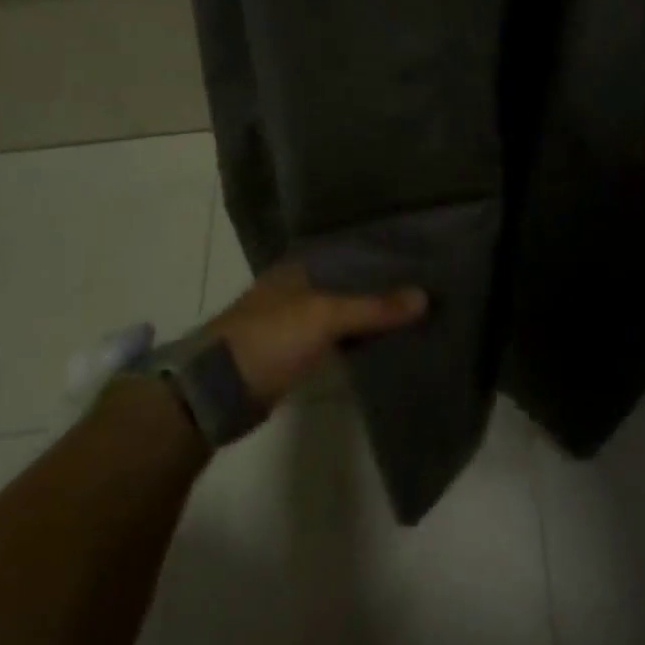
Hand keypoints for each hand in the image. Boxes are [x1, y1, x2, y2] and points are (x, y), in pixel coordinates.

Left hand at [202, 262, 427, 408]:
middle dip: (381, 287)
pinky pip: (337, 339)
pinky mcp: (294, 353)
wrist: (217, 391)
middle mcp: (297, 287)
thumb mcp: (325, 317)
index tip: (420, 259)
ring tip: (416, 313)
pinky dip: (358, 339)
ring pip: (344, 312)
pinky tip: (385, 341)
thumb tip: (425, 297)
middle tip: (427, 288)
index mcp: (299, 267)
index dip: (382, 256)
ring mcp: (294, 321)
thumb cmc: (269, 337)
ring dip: (371, 315)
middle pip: (349, 283)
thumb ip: (374, 307)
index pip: (350, 253)